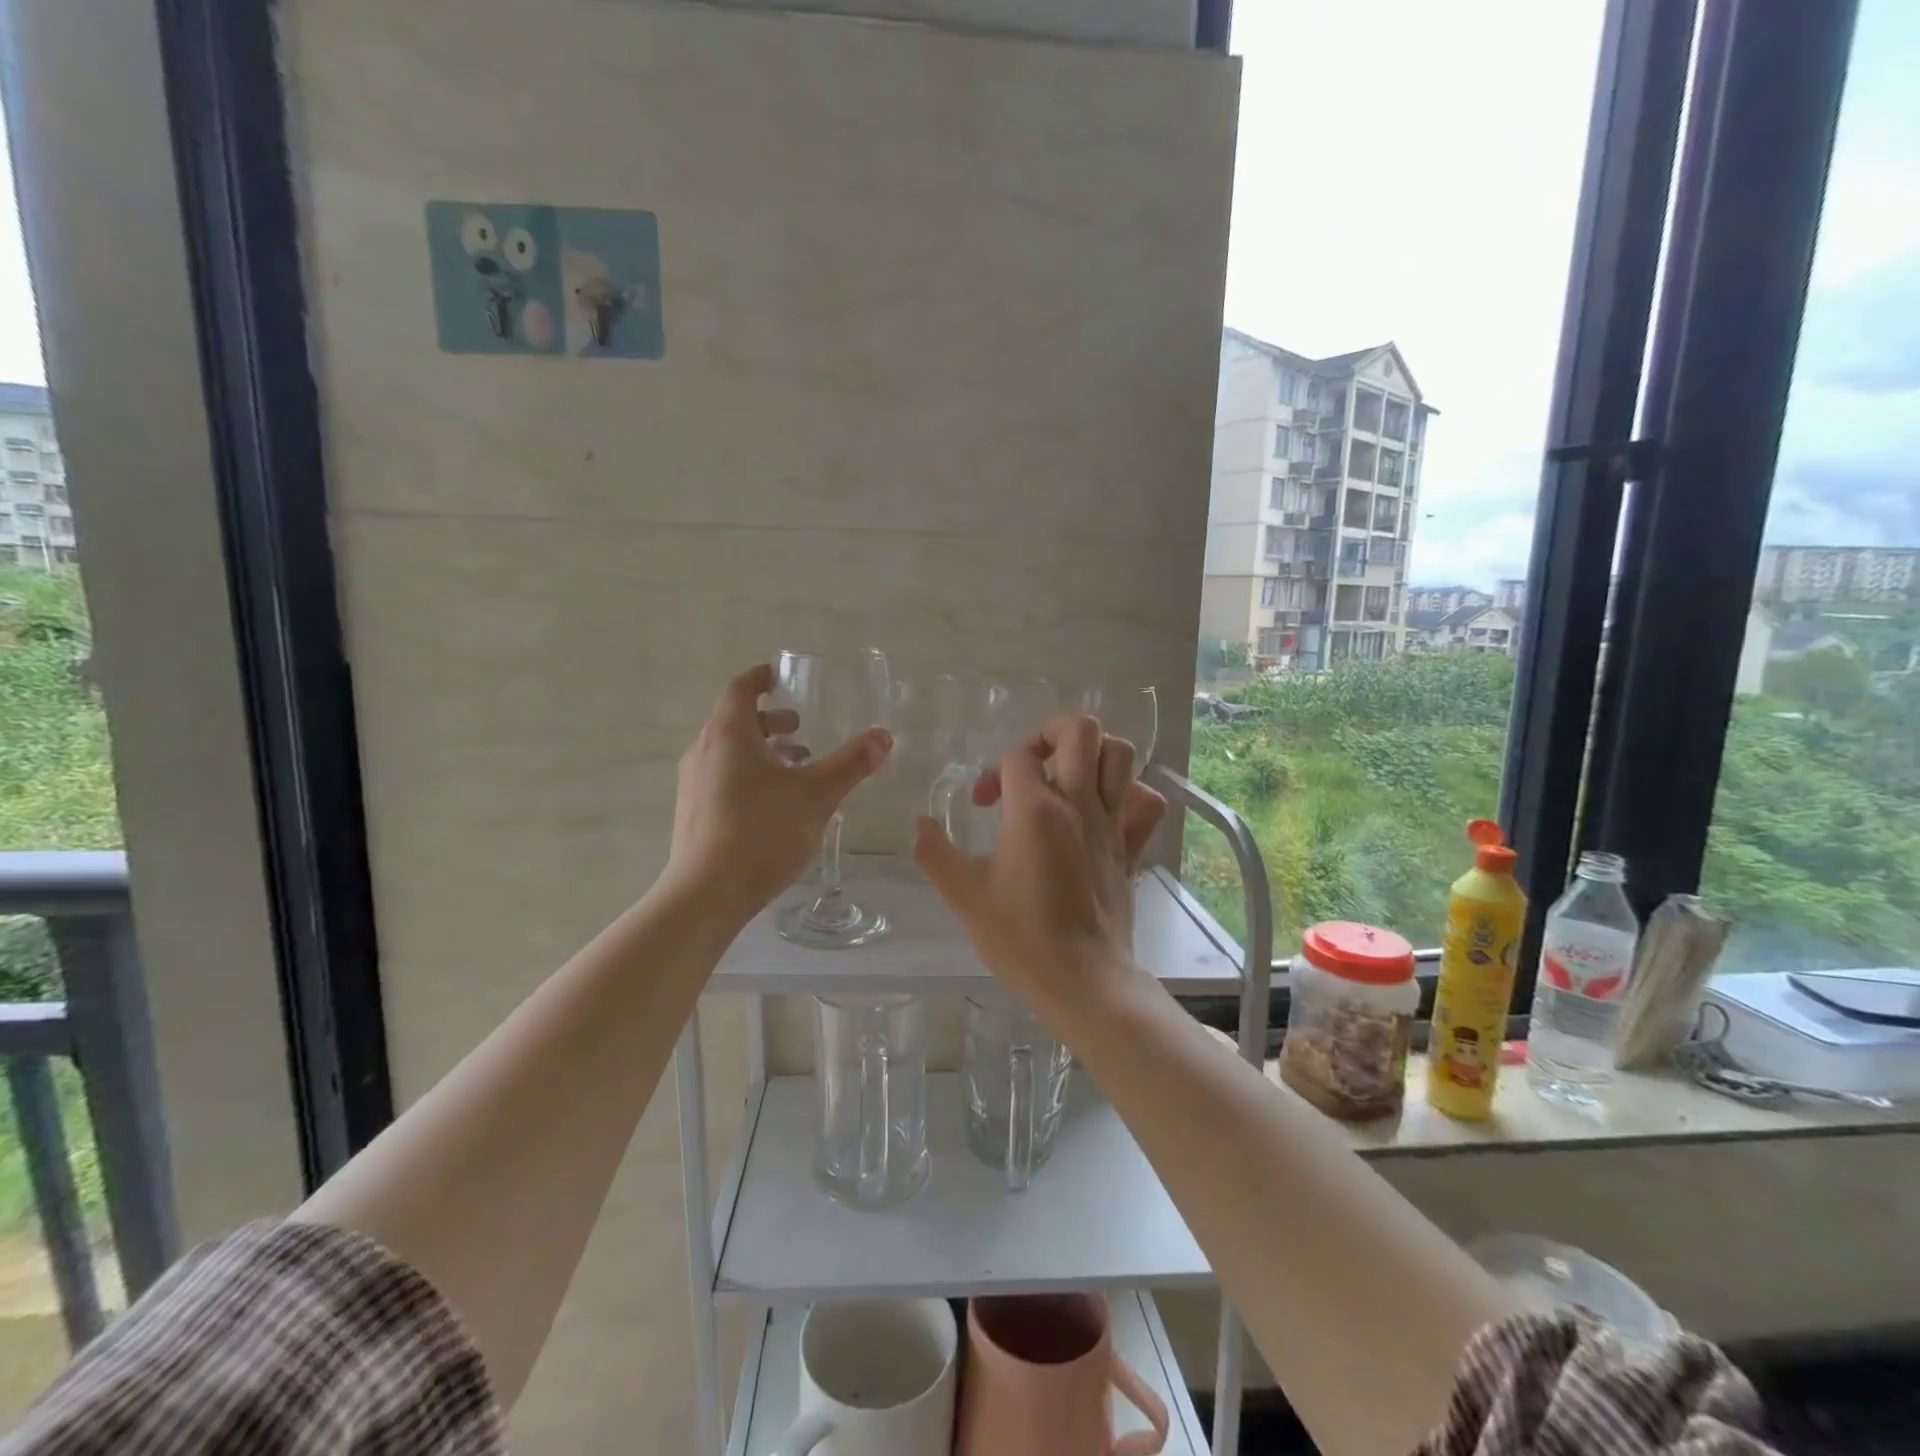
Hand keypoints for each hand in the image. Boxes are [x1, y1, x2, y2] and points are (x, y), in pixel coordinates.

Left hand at [667, 664, 891, 917]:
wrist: (707, 893)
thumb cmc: (762, 832)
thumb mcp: (817, 795)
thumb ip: (851, 763)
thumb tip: (883, 735)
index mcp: (728, 735)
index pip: (741, 689)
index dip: (760, 678)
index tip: (779, 675)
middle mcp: (704, 751)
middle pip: (735, 721)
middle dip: (769, 720)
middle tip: (800, 726)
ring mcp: (693, 784)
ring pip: (729, 753)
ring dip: (762, 751)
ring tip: (796, 766)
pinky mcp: (693, 813)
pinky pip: (723, 778)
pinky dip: (749, 774)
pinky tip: (776, 803)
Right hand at [914, 714, 1164, 1017]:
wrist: (1083, 980)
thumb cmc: (1021, 937)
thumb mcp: (964, 895)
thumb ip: (935, 852)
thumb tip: (920, 823)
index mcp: (1035, 810)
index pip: (1016, 756)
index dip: (993, 771)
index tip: (982, 804)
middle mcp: (1079, 804)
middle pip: (1080, 730)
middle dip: (1049, 732)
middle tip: (1031, 764)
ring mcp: (1111, 824)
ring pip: (1121, 755)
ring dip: (1093, 753)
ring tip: (1067, 775)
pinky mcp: (1131, 848)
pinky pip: (1146, 803)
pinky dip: (1131, 793)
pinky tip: (1106, 808)